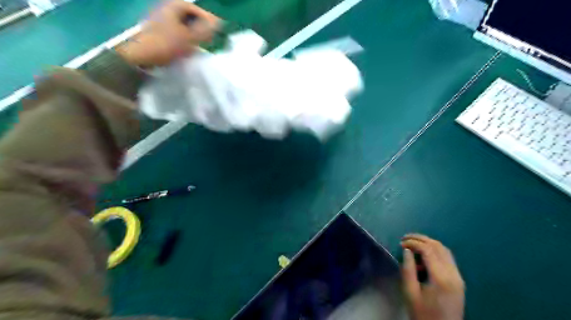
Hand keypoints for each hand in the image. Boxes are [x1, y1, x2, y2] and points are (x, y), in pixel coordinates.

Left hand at [116, 0, 219, 67]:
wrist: (141, 55)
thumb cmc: (166, 44)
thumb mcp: (190, 37)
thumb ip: (205, 30)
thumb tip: (218, 23)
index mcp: (174, 7)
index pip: (195, 8)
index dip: (207, 17)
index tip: (217, 28)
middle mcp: (166, 9)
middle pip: (188, 15)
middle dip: (200, 25)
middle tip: (210, 36)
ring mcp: (160, 20)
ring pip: (182, 24)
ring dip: (193, 32)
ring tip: (201, 43)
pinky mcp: (157, 32)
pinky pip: (175, 31)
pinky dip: (184, 37)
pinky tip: (188, 47)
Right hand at [401, 234, 462, 319]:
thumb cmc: (423, 314)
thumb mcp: (410, 292)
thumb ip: (408, 269)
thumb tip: (407, 250)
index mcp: (441, 278)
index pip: (428, 250)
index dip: (413, 242)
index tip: (401, 243)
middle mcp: (453, 274)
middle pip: (438, 247)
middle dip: (421, 239)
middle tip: (405, 238)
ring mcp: (458, 277)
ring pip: (445, 250)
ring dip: (429, 243)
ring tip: (413, 243)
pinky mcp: (459, 280)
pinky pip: (448, 258)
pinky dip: (435, 251)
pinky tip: (424, 255)